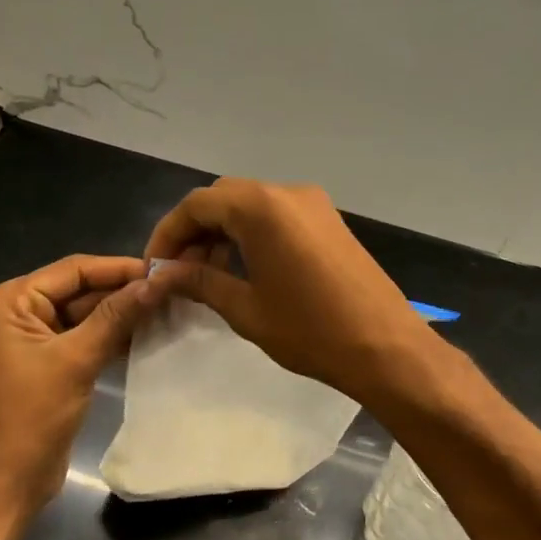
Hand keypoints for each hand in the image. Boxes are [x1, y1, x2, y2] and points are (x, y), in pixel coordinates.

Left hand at [0, 255, 158, 531]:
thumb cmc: (31, 415)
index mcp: (10, 301)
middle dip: (123, 292)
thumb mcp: (76, 360)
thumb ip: (116, 317)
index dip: (119, 268)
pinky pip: (85, 338)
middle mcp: (18, 312)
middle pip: (80, 290)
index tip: (163, 269)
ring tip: (168, 309)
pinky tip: (149, 335)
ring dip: (122, 315)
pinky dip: (112, 337)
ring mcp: (33, 339)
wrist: (7, 481)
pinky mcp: (49, 363)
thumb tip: (156, 282)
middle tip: (172, 290)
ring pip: (86, 315)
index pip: (73, 270)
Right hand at [143, 178, 439, 403]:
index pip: (196, 205)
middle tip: (180, 273)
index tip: (155, 268)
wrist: (385, 346)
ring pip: (251, 205)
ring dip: (224, 233)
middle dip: (195, 232)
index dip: (168, 234)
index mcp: (261, 208)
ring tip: (209, 276)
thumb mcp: (246, 309)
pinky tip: (246, 269)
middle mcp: (286, 192)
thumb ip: (199, 282)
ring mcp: (313, 204)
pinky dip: (252, 234)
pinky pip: (277, 216)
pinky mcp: (329, 220)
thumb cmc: (310, 331)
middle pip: (223, 199)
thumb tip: (162, 274)